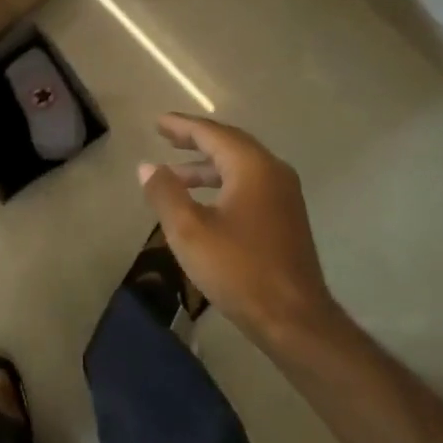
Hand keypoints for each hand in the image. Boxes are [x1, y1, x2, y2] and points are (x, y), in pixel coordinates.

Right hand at [138, 114, 338, 348]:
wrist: (295, 320)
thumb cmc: (239, 270)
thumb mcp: (189, 231)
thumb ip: (165, 193)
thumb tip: (147, 166)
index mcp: (252, 166)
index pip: (212, 133)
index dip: (182, 126)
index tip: (158, 122)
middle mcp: (273, 171)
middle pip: (229, 144)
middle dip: (196, 141)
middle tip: (166, 138)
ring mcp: (284, 195)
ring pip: (240, 167)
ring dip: (207, 167)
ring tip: (175, 176)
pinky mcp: (286, 218)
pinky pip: (249, 185)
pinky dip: (222, 183)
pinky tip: (204, 203)